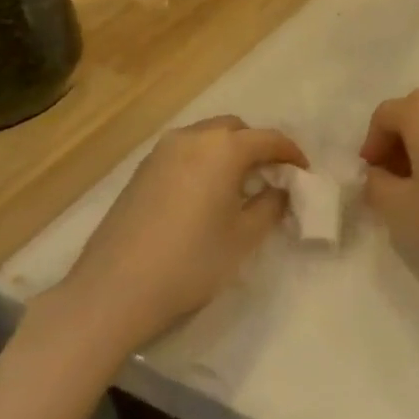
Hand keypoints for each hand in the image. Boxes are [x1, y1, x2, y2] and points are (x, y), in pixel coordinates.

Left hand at [38, 116, 305, 353]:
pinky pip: (185, 152)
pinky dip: (204, 161)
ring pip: (207, 137)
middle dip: (257, 147)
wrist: (114, 290)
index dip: (292, 154)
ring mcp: (162, 151)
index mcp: (223, 148)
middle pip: (236, 129)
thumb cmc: (190, 262)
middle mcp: (193, 137)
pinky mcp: (142, 169)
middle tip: (270, 178)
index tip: (304, 173)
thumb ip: (270, 205)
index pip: (269, 139)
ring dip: (228, 152)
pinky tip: (204, 195)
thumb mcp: (243, 238)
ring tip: (237, 187)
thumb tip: (279, 189)